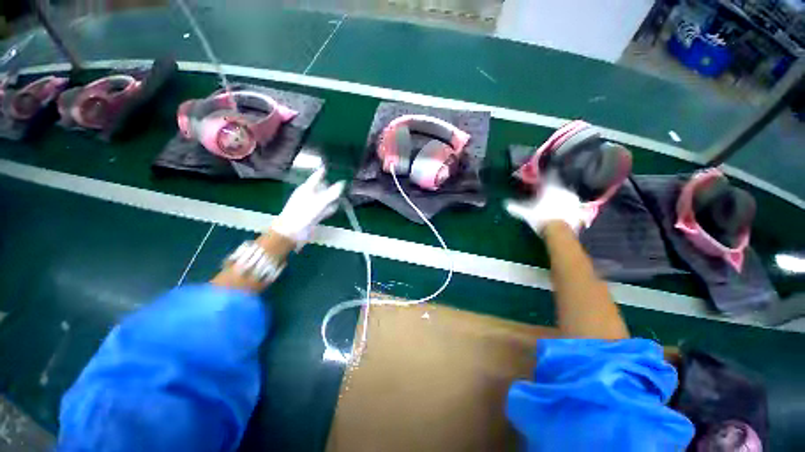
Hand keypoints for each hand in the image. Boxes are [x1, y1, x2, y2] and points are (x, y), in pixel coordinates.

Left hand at [270, 168, 345, 243]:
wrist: (292, 231)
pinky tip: (335, 207)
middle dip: (329, 186)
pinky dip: (329, 208)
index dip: (322, 172)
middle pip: (321, 188)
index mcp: (307, 189)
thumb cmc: (304, 213)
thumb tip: (342, 183)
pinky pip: (323, 209)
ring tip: (340, 195)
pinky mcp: (313, 215)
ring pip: (323, 199)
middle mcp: (308, 196)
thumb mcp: (320, 202)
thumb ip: (332, 193)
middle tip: (340, 183)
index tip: (327, 167)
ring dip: (331, 198)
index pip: (316, 177)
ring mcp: (310, 206)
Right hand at [505, 175, 584, 235]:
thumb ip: (516, 207)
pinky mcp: (580, 210)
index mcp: (551, 188)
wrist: (559, 231)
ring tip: (557, 200)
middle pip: (559, 184)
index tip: (544, 174)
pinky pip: (574, 205)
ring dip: (562, 195)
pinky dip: (570, 206)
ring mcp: (573, 200)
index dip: (546, 174)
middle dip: (554, 186)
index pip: (549, 176)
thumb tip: (505, 204)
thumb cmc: (541, 218)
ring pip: (567, 194)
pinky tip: (566, 211)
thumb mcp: (525, 212)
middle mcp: (564, 190)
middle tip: (548, 189)